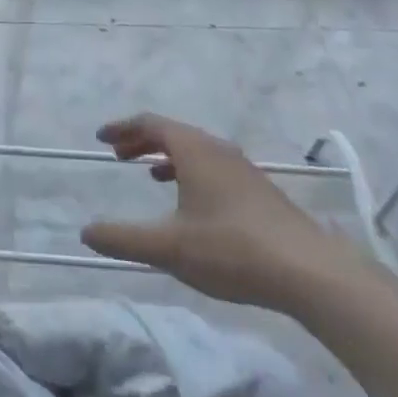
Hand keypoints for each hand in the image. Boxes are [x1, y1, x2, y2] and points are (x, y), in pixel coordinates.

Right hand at [80, 114, 358, 311]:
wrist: (311, 273)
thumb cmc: (232, 250)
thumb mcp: (168, 248)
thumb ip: (123, 239)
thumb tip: (86, 232)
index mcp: (194, 150)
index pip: (150, 123)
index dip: (122, 128)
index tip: (101, 138)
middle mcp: (218, 150)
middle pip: (173, 133)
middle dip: (142, 140)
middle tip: (118, 154)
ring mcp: (243, 169)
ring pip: (196, 150)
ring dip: (167, 156)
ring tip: (150, 173)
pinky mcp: (260, 192)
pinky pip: (213, 166)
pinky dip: (190, 171)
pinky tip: (192, 203)